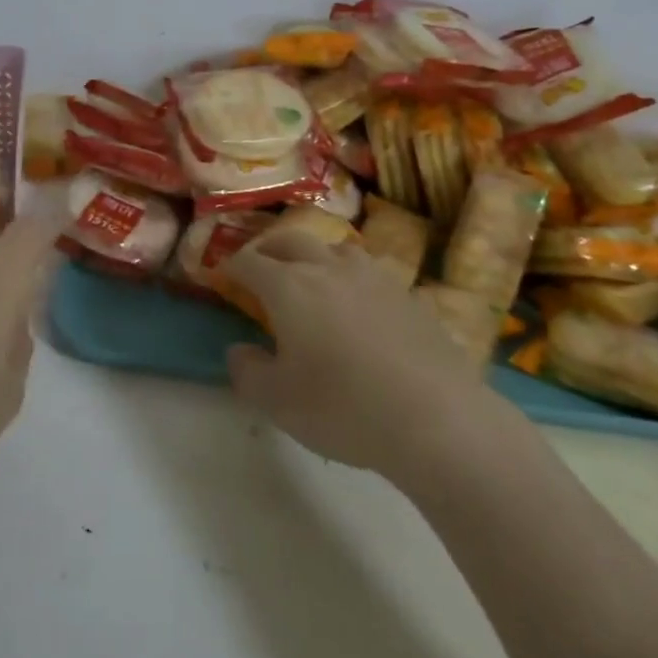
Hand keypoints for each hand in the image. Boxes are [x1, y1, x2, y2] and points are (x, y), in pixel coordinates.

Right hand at [221, 229, 525, 485]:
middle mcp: (327, 268)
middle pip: (290, 240)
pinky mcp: (408, 294)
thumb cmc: (344, 408)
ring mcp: (373, 277)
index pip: (249, 262)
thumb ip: (247, 371)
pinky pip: (370, 272)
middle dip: (268, 248)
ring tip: (312, 274)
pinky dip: (353, 278)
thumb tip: (239, 349)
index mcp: (289, 287)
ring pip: (335, 248)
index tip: (222, 274)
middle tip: (260, 264)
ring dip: (315, 254)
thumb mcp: (278, 402)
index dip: (231, 266)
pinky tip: (360, 302)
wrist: (436, 417)